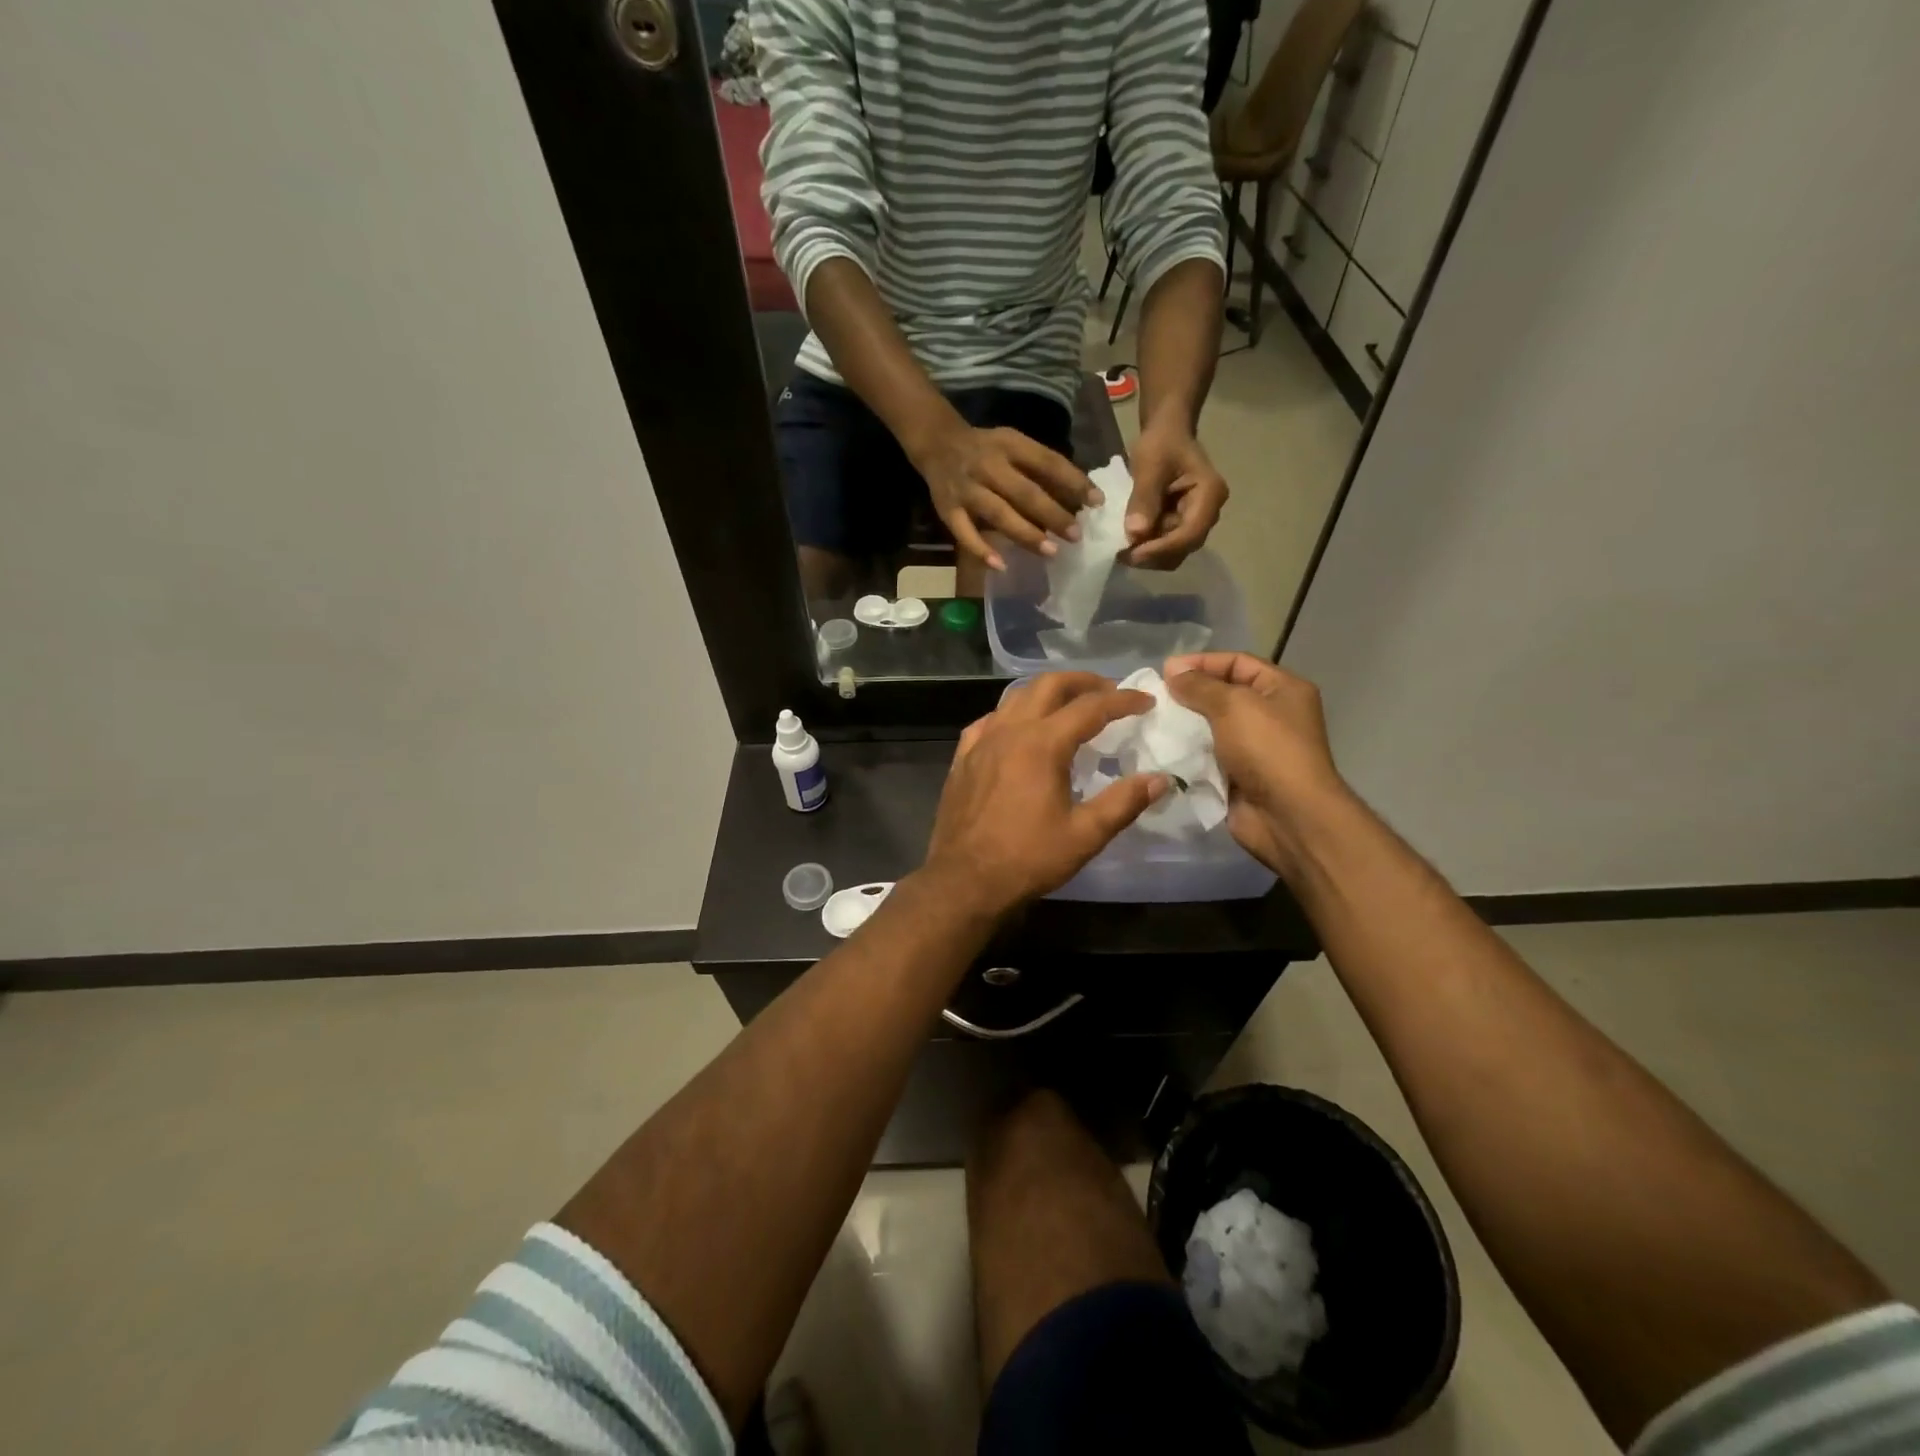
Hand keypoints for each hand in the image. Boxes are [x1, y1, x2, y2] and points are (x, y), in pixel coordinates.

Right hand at [915, 423, 1098, 571]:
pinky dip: (981, 550)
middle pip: (1024, 493)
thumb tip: (1080, 495)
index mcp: (1010, 445)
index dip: (1073, 481)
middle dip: (1053, 515)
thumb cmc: (986, 448)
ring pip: (999, 514)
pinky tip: (1001, 565)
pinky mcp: (947, 510)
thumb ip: (1040, 467)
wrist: (937, 443)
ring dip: (1025, 534)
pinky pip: (964, 534)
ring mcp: (967, 490)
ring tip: (1050, 552)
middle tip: (1075, 535)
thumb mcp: (1014, 445)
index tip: (1097, 502)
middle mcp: (988, 466)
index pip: (1047, 462)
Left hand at [922, 673, 1167, 918]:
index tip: (1146, 701)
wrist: (964, 880)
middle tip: (1108, 691)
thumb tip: (1160, 779)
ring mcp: (981, 742)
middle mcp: (1010, 731)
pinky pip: (990, 720)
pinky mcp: (963, 758)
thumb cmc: (1027, 859)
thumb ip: (1124, 802)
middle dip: (1083, 682)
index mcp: (1042, 744)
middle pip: (1049, 686)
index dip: (1122, 700)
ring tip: (1069, 704)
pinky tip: (1019, 729)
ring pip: (1016, 697)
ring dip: (1047, 692)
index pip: (1091, 708)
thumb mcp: (1085, 835)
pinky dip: (1012, 714)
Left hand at [1123, 426, 1228, 568]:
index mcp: (1210, 494)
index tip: (1132, 553)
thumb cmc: (1162, 442)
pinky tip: (1128, 542)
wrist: (1167, 433)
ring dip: (1148, 554)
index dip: (1162, 548)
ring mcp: (1196, 521)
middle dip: (1153, 555)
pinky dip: (1147, 548)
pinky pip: (1166, 546)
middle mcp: (1209, 513)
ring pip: (1174, 552)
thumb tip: (1135, 534)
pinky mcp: (1182, 525)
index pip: (1191, 533)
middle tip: (1121, 553)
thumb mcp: (1150, 464)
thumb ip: (1144, 498)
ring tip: (1122, 548)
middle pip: (1184, 548)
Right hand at [1164, 652, 1349, 875]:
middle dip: (1189, 695)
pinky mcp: (1238, 775)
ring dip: (1184, 726)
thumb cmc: (1267, 749)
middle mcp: (1271, 715)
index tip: (1165, 671)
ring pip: (1211, 727)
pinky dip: (1186, 753)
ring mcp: (1255, 748)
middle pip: (1223, 694)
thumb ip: (1199, 686)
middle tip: (1154, 698)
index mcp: (1282, 689)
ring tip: (1152, 723)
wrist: (1287, 815)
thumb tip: (1173, 672)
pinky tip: (1161, 750)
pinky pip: (1207, 756)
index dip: (1202, 662)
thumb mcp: (1233, 705)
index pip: (1237, 663)